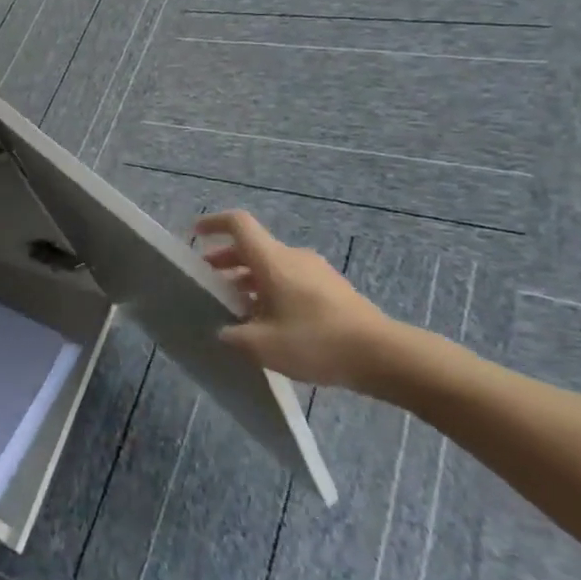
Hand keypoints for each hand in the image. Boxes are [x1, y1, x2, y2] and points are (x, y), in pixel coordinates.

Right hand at [194, 209, 396, 388]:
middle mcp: (292, 257)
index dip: (214, 223)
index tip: (196, 233)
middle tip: (211, 283)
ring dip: (249, 280)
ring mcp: (316, 272)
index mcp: (271, 260)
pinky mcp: (333, 290)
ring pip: (272, 266)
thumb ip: (234, 336)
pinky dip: (273, 291)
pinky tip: (272, 322)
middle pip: (252, 247)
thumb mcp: (262, 346)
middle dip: (226, 261)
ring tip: (239, 309)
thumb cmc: (316, 342)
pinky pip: (292, 280)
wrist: (384, 356)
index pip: (238, 224)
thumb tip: (223, 331)